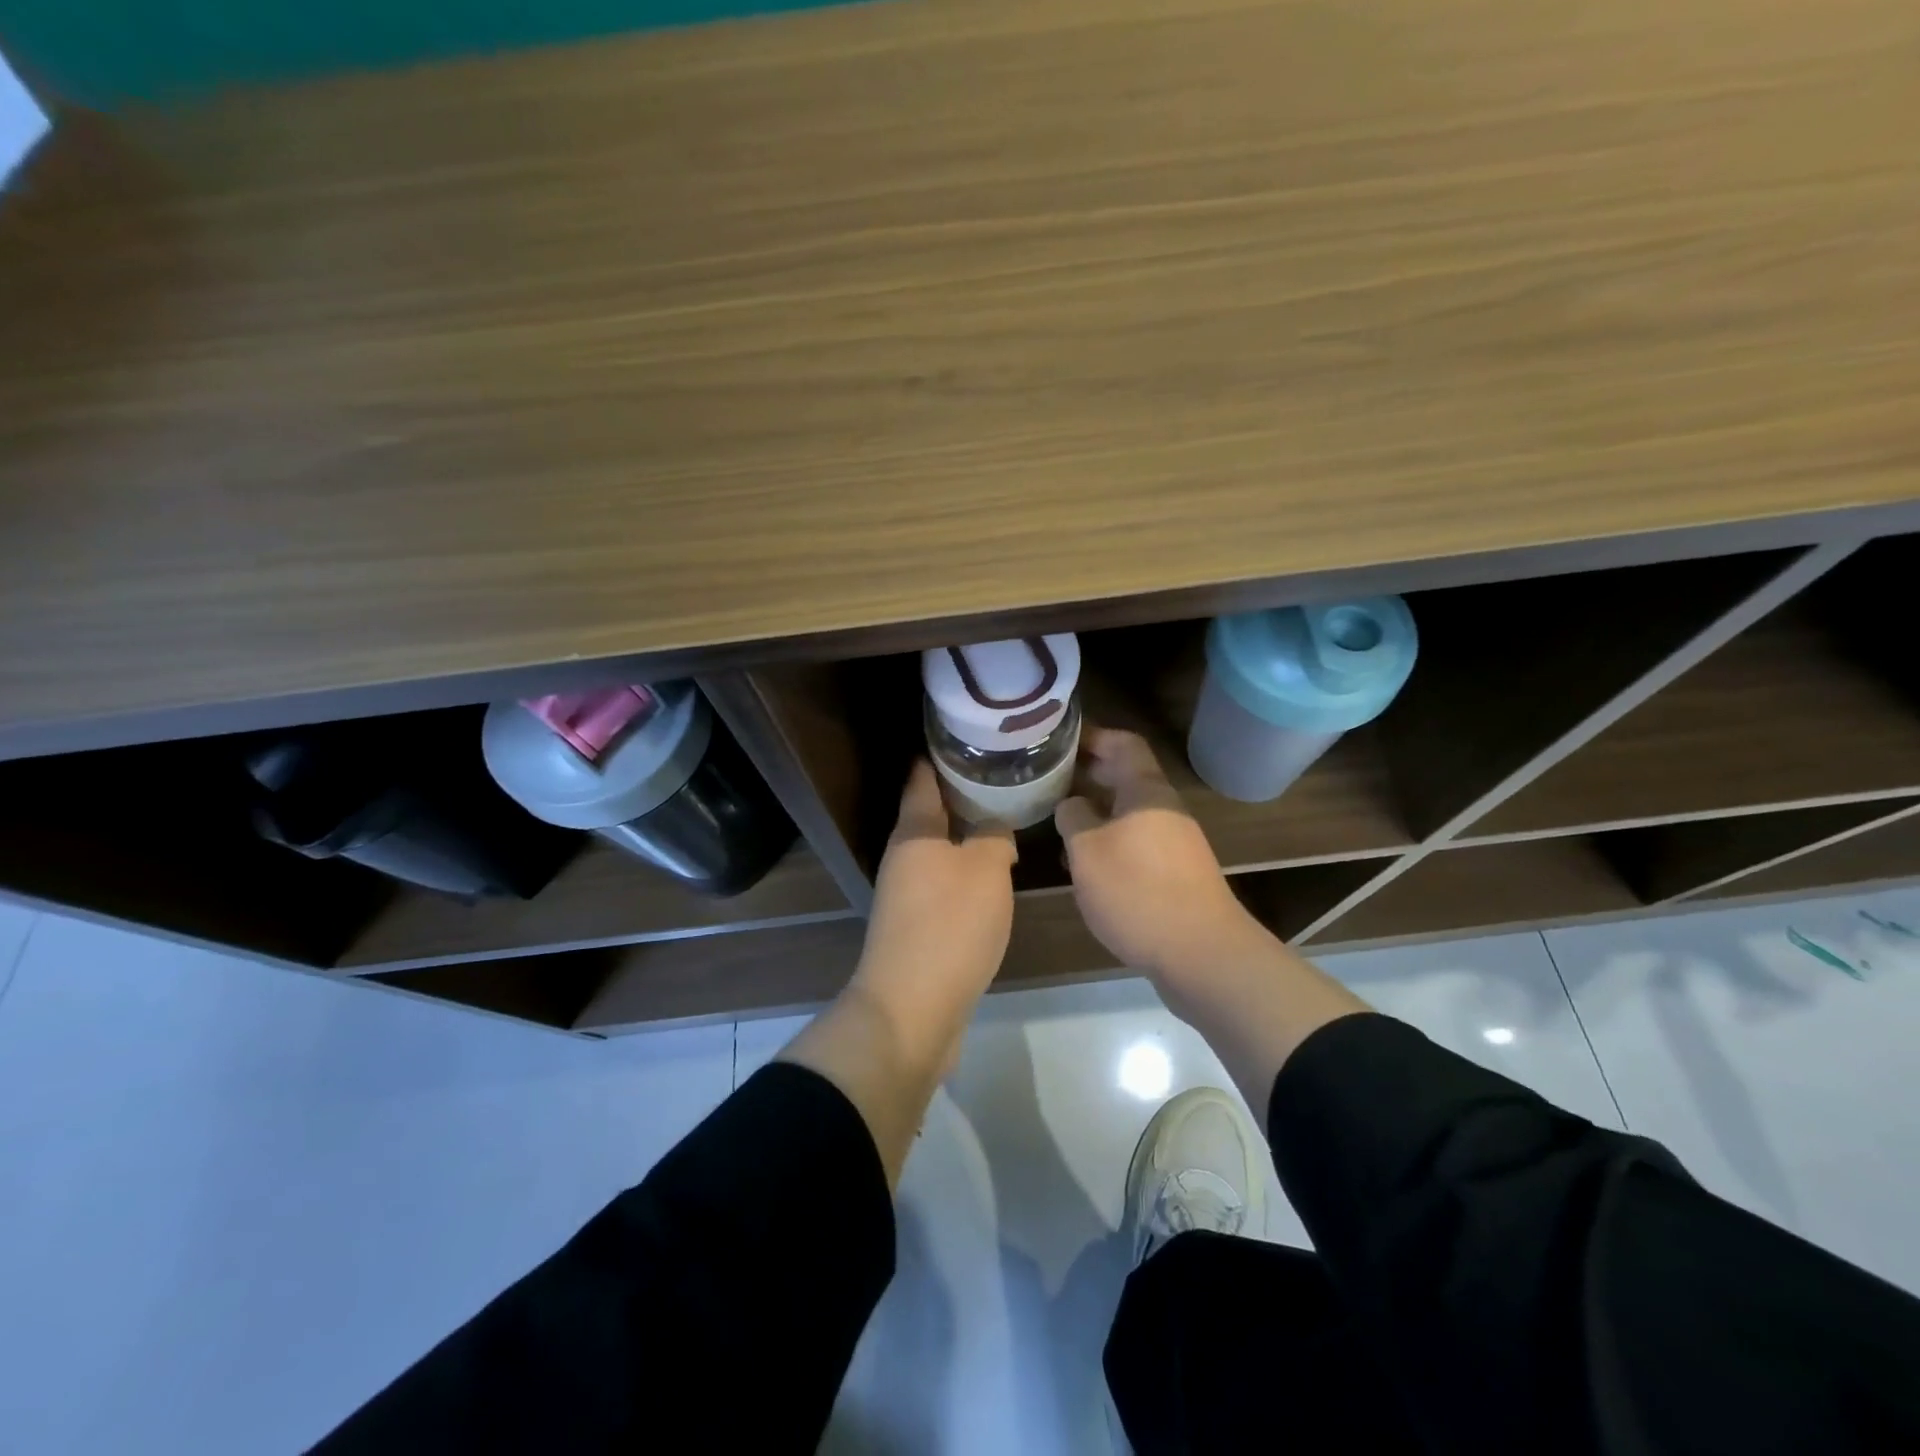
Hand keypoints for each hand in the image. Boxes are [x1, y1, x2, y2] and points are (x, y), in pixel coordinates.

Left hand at [853, 760, 1016, 1006]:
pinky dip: (967, 871)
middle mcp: (904, 857)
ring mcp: (906, 894)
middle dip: (963, 794)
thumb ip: (994, 837)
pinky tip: (994, 874)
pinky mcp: (917, 925)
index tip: (969, 736)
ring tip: (1006, 819)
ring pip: (940, 850)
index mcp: (914, 832)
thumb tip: (994, 829)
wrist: (912, 1009)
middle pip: (931, 813)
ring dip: (967, 835)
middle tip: (1004, 776)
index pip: (923, 778)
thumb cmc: (949, 926)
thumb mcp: (986, 870)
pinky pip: (944, 883)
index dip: (942, 754)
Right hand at [1056, 728, 1266, 985]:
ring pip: (1128, 812)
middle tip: (1049, 777)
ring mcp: (1173, 842)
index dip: (1092, 736)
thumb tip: (1071, 804)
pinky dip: (1109, 841)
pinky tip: (1084, 863)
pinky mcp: (1174, 873)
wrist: (1200, 953)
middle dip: (1088, 773)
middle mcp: (1164, 808)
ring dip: (1096, 811)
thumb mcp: (1087, 850)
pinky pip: (1136, 842)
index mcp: (1146, 791)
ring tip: (1058, 819)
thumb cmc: (1137, 891)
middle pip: (1126, 776)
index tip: (1059, 740)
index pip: (1123, 743)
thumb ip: (1073, 817)